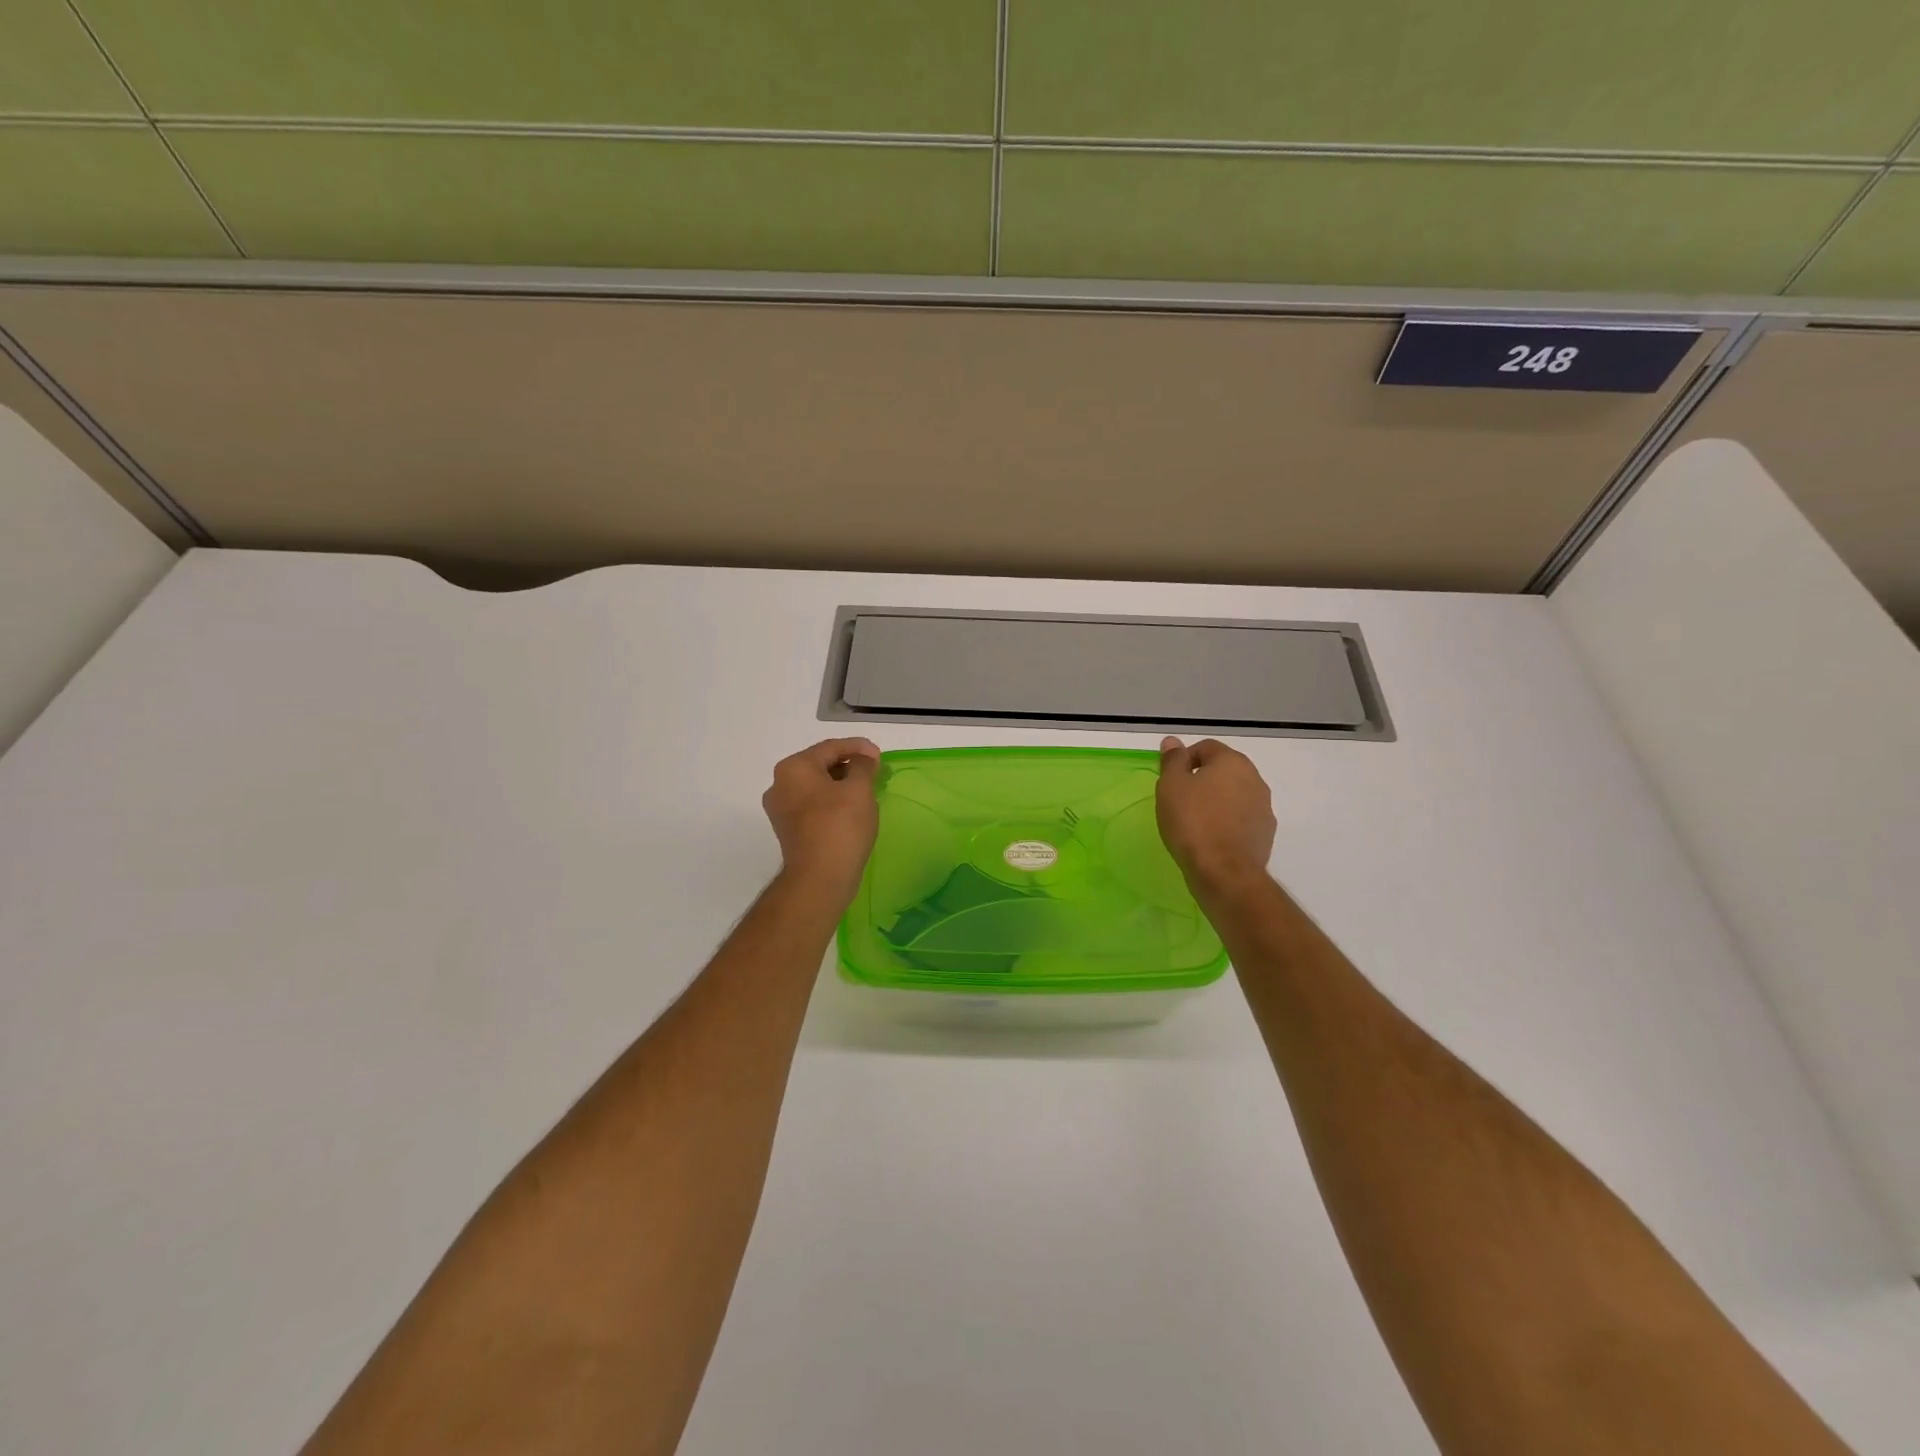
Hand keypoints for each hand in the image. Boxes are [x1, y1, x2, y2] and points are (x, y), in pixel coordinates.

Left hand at [762, 738, 881, 901]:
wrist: (819, 878)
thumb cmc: (840, 826)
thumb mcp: (859, 789)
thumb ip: (862, 766)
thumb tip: (864, 757)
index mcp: (793, 768)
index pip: (829, 747)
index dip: (858, 747)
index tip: (879, 755)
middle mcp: (780, 784)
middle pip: (820, 765)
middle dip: (848, 765)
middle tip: (874, 771)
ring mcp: (781, 809)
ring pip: (816, 786)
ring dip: (841, 784)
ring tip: (866, 790)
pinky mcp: (788, 830)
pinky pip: (812, 806)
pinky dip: (831, 802)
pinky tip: (851, 809)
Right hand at [1155, 737, 1275, 897]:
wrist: (1223, 872)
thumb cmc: (1192, 822)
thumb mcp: (1171, 786)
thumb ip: (1173, 760)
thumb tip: (1173, 741)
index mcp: (1232, 762)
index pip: (1206, 747)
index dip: (1184, 760)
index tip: (1170, 781)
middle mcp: (1254, 779)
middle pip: (1223, 770)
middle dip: (1202, 780)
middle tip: (1179, 800)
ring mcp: (1264, 808)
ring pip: (1234, 795)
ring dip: (1216, 802)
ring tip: (1194, 822)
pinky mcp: (1265, 834)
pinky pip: (1241, 819)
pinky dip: (1227, 822)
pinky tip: (1210, 839)